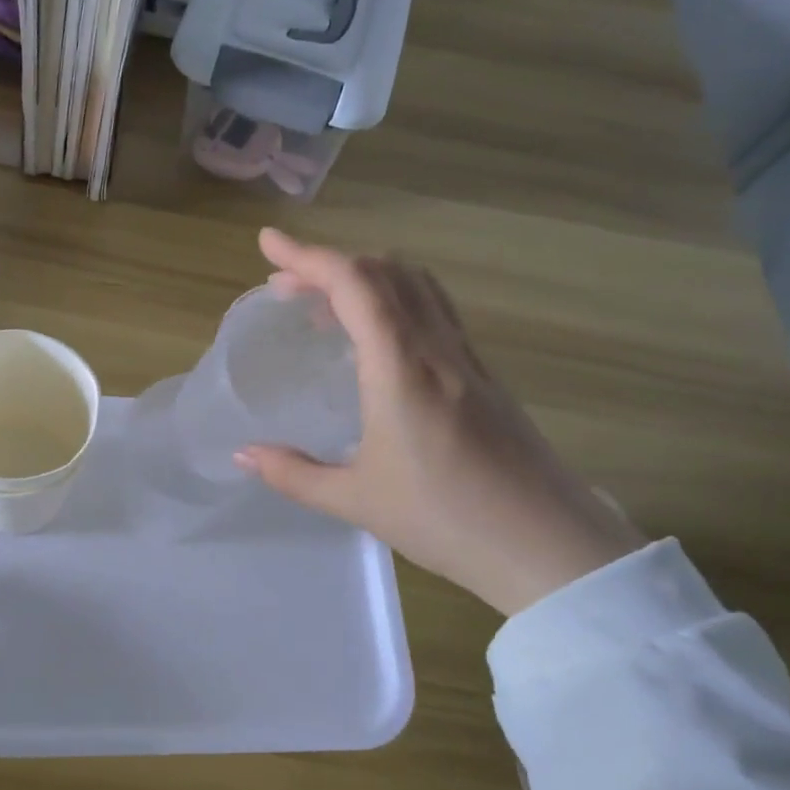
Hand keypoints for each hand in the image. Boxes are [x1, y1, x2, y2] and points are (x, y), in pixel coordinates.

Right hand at [236, 229, 644, 615]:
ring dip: (367, 279)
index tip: (269, 243)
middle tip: (286, 287)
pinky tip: (376, 343)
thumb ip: (294, 474)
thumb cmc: (445, 521)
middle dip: (330, 265)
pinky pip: (434, 312)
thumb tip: (243, 455)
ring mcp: (467, 358)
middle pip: (385, 272)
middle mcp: (437, 348)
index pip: (354, 284)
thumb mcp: (357, 501)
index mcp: (401, 368)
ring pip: (416, 286)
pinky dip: (395, 302)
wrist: (547, 546)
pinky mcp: (485, 376)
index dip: (308, 255)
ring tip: (326, 307)